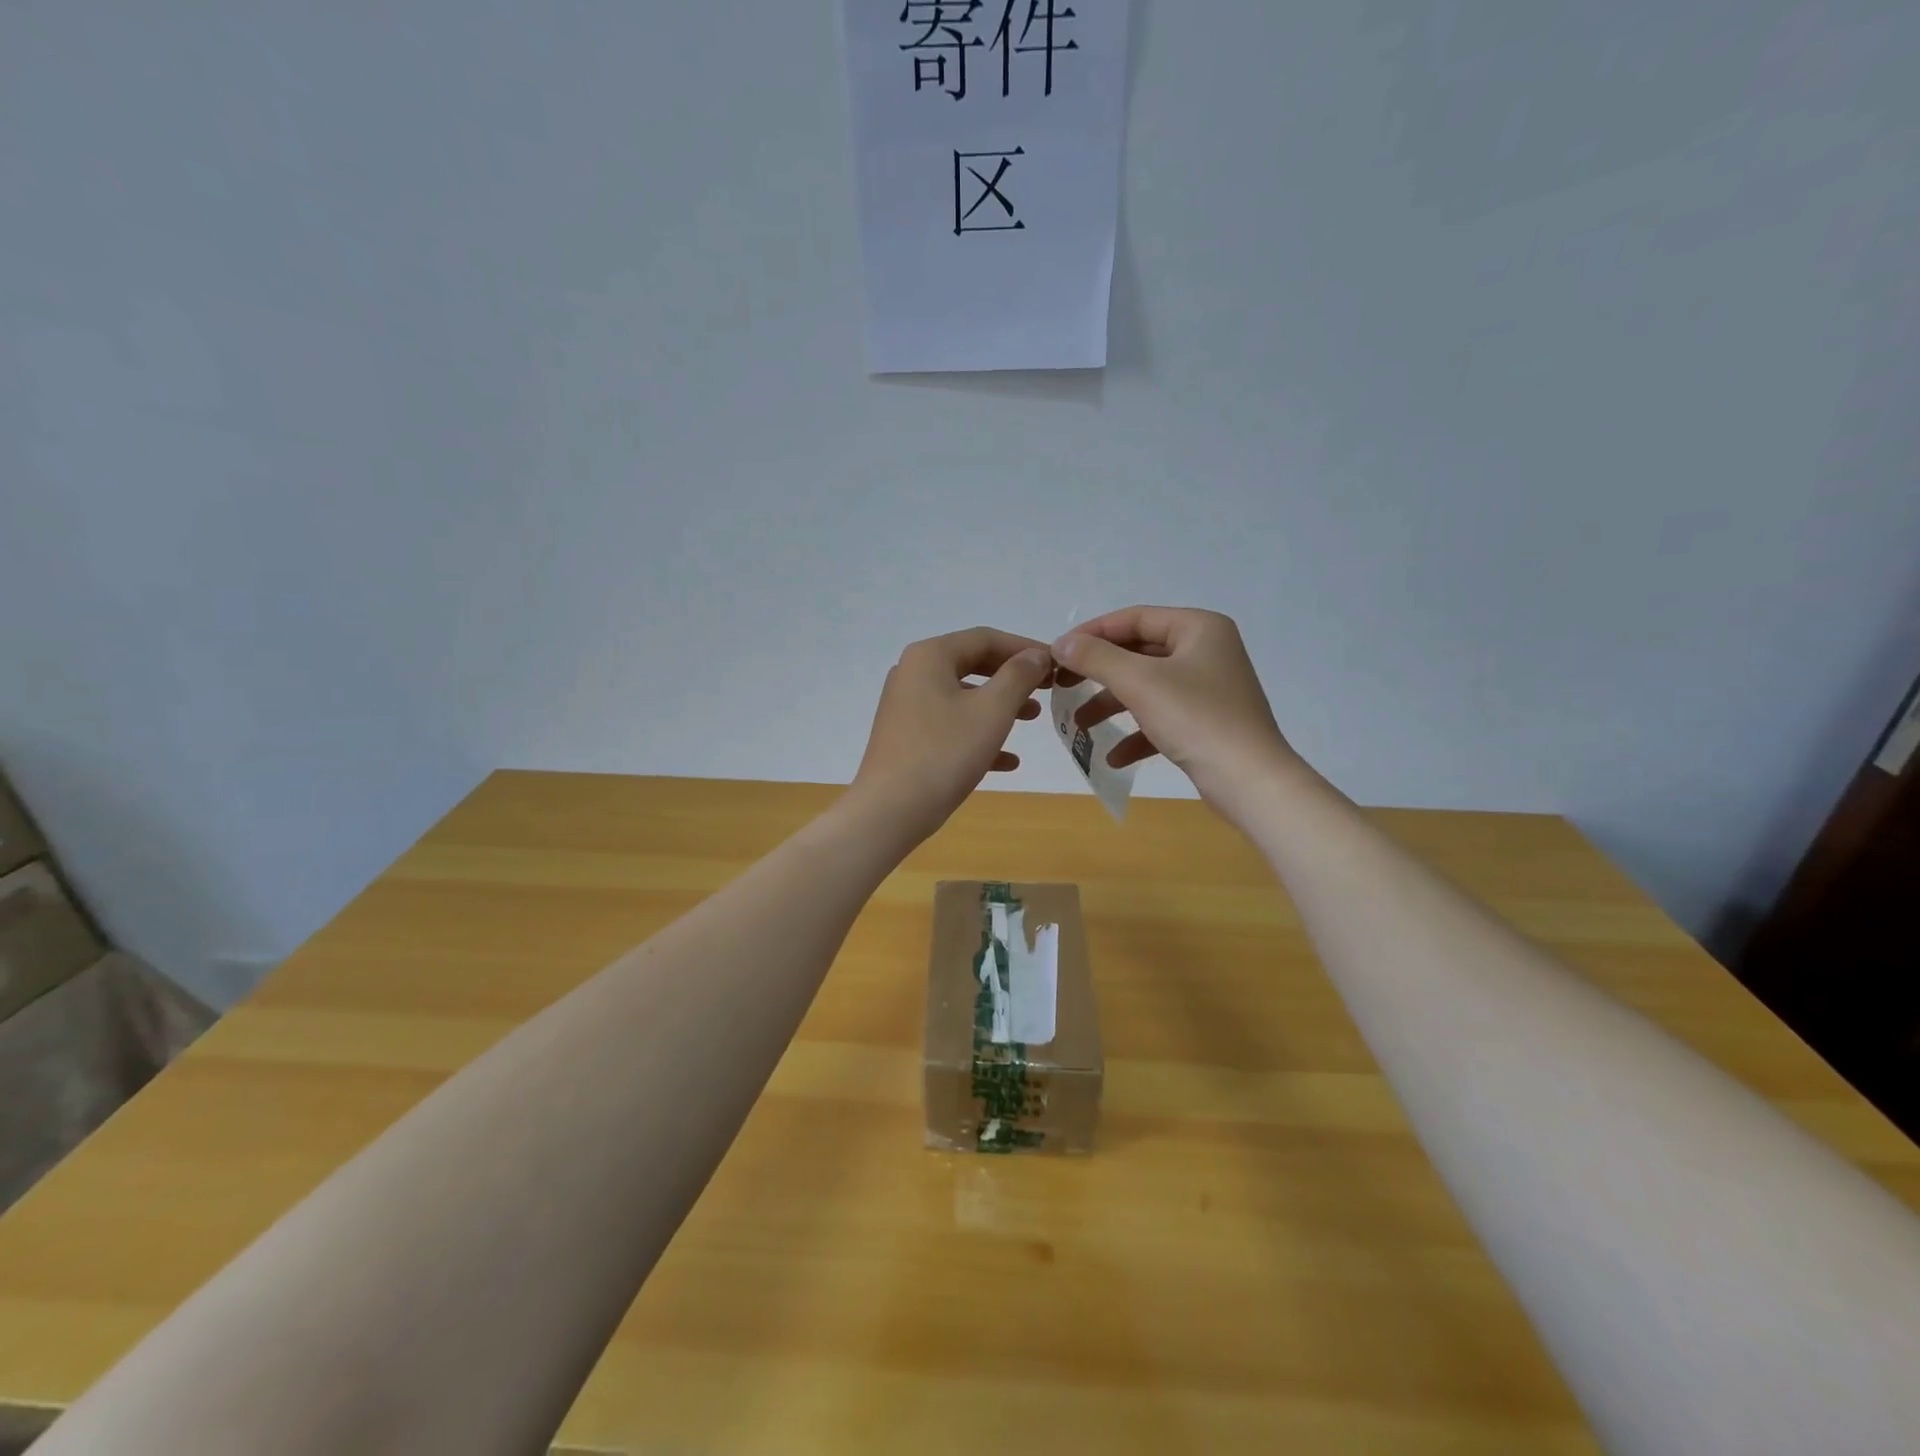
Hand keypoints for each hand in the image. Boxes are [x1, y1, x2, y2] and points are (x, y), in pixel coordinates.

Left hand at [851, 627, 1053, 846]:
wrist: (890, 811)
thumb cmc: (945, 753)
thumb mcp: (992, 710)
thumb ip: (1019, 676)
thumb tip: (1037, 655)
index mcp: (930, 656)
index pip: (985, 638)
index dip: (1025, 648)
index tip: (1057, 664)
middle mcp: (912, 673)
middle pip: (973, 664)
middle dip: (1013, 677)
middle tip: (1047, 689)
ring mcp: (906, 706)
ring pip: (962, 697)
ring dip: (1000, 705)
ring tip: (1032, 718)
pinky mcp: (906, 737)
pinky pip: (950, 726)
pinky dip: (978, 735)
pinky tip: (1008, 761)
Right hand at [1051, 607, 1303, 815]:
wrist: (1251, 781)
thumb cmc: (1196, 719)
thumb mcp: (1139, 682)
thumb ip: (1095, 657)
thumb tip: (1061, 642)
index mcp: (1198, 628)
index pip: (1134, 618)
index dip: (1092, 633)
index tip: (1057, 654)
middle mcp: (1206, 651)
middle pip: (1138, 653)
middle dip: (1099, 674)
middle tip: (1062, 686)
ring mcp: (1208, 688)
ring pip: (1146, 687)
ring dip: (1111, 706)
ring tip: (1079, 725)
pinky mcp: (1207, 722)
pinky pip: (1161, 718)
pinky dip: (1136, 734)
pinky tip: (1113, 757)